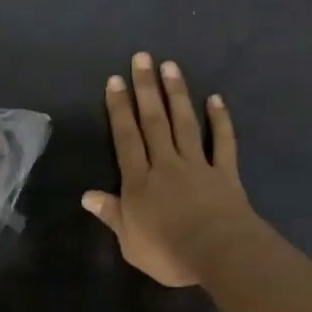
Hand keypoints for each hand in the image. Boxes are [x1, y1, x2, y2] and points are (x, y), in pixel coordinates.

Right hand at [83, 53, 258, 286]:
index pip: (125, 139)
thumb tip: (87, 195)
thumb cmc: (168, 253)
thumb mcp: (129, 242)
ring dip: (177, 94)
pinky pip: (222, 142)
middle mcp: (166, 165)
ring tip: (170, 66)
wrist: (219, 254)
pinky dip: (220, 120)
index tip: (115, 81)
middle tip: (142, 58)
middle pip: (153, 122)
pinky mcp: (225, 173)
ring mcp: (197, 165)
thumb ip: (111, 215)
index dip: (119, 109)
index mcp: (139, 182)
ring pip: (184, 123)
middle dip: (146, 89)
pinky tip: (216, 99)